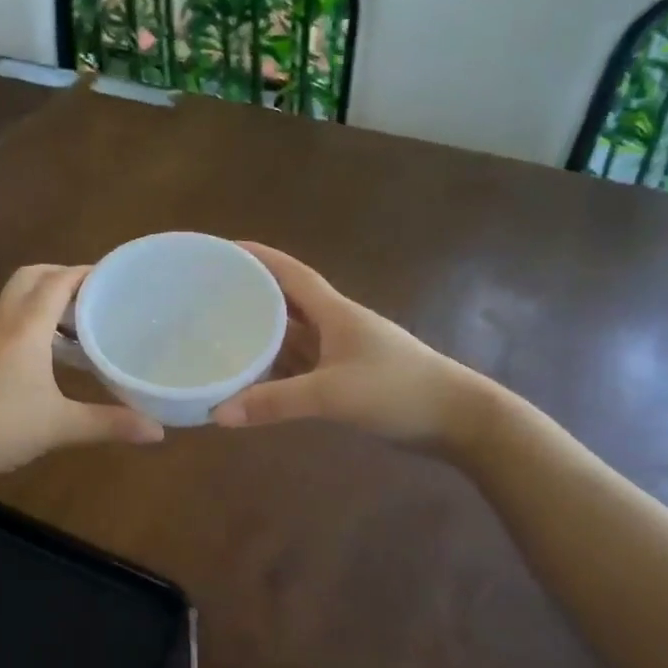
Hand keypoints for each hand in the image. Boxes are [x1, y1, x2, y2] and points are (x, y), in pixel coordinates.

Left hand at [0, 264, 163, 485]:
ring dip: (49, 300)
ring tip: (84, 321)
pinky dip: (37, 323)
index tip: (119, 277)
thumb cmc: (0, 427)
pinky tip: (56, 355)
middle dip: (64, 276)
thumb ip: (110, 424)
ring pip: (19, 300)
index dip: (87, 272)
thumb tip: (158, 431)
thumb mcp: (61, 426)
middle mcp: (7, 324)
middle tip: (97, 295)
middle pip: (32, 278)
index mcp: (27, 328)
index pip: (58, 281)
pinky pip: (13, 323)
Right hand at [212, 242, 486, 446]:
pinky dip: (278, 370)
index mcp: (335, 313)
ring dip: (264, 336)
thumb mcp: (333, 394)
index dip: (260, 257)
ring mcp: (344, 354)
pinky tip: (255, 379)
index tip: (226, 247)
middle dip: (253, 296)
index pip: (291, 274)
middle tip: (210, 296)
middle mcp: (337, 326)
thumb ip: (276, 402)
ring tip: (221, 335)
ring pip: (295, 338)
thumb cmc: (398, 390)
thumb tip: (218, 412)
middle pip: (288, 303)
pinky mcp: (349, 380)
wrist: (458, 419)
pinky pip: (303, 367)